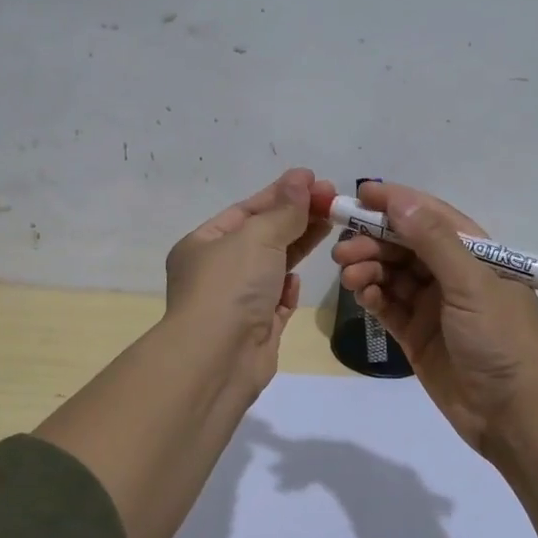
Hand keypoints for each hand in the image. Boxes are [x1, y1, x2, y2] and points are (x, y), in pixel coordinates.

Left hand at [163, 168, 336, 394]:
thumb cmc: (231, 286)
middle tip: (335, 200)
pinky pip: (275, 301)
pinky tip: (297, 280)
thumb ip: (284, 210)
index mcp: (203, 244)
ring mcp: (236, 302)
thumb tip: (301, 178)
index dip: (282, 193)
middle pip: (263, 236)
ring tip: (332, 225)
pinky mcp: (256, 329)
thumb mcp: (258, 236)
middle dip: (297, 218)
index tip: (315, 180)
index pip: (247, 210)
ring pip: (273, 267)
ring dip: (299, 247)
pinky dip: (287, 289)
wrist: (218, 359)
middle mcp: (216, 271)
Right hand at [331, 181, 537, 460]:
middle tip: (343, 248)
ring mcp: (433, 306)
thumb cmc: (501, 338)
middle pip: (405, 245)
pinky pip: (388, 306)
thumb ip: (433, 241)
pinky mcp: (417, 335)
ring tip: (348, 274)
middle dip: (374, 240)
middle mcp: (453, 275)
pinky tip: (360, 293)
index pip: (431, 216)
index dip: (396, 203)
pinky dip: (372, 296)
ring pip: (392, 275)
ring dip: (368, 268)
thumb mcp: (471, 283)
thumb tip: (399, 200)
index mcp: (475, 254)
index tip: (360, 194)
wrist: (513, 413)